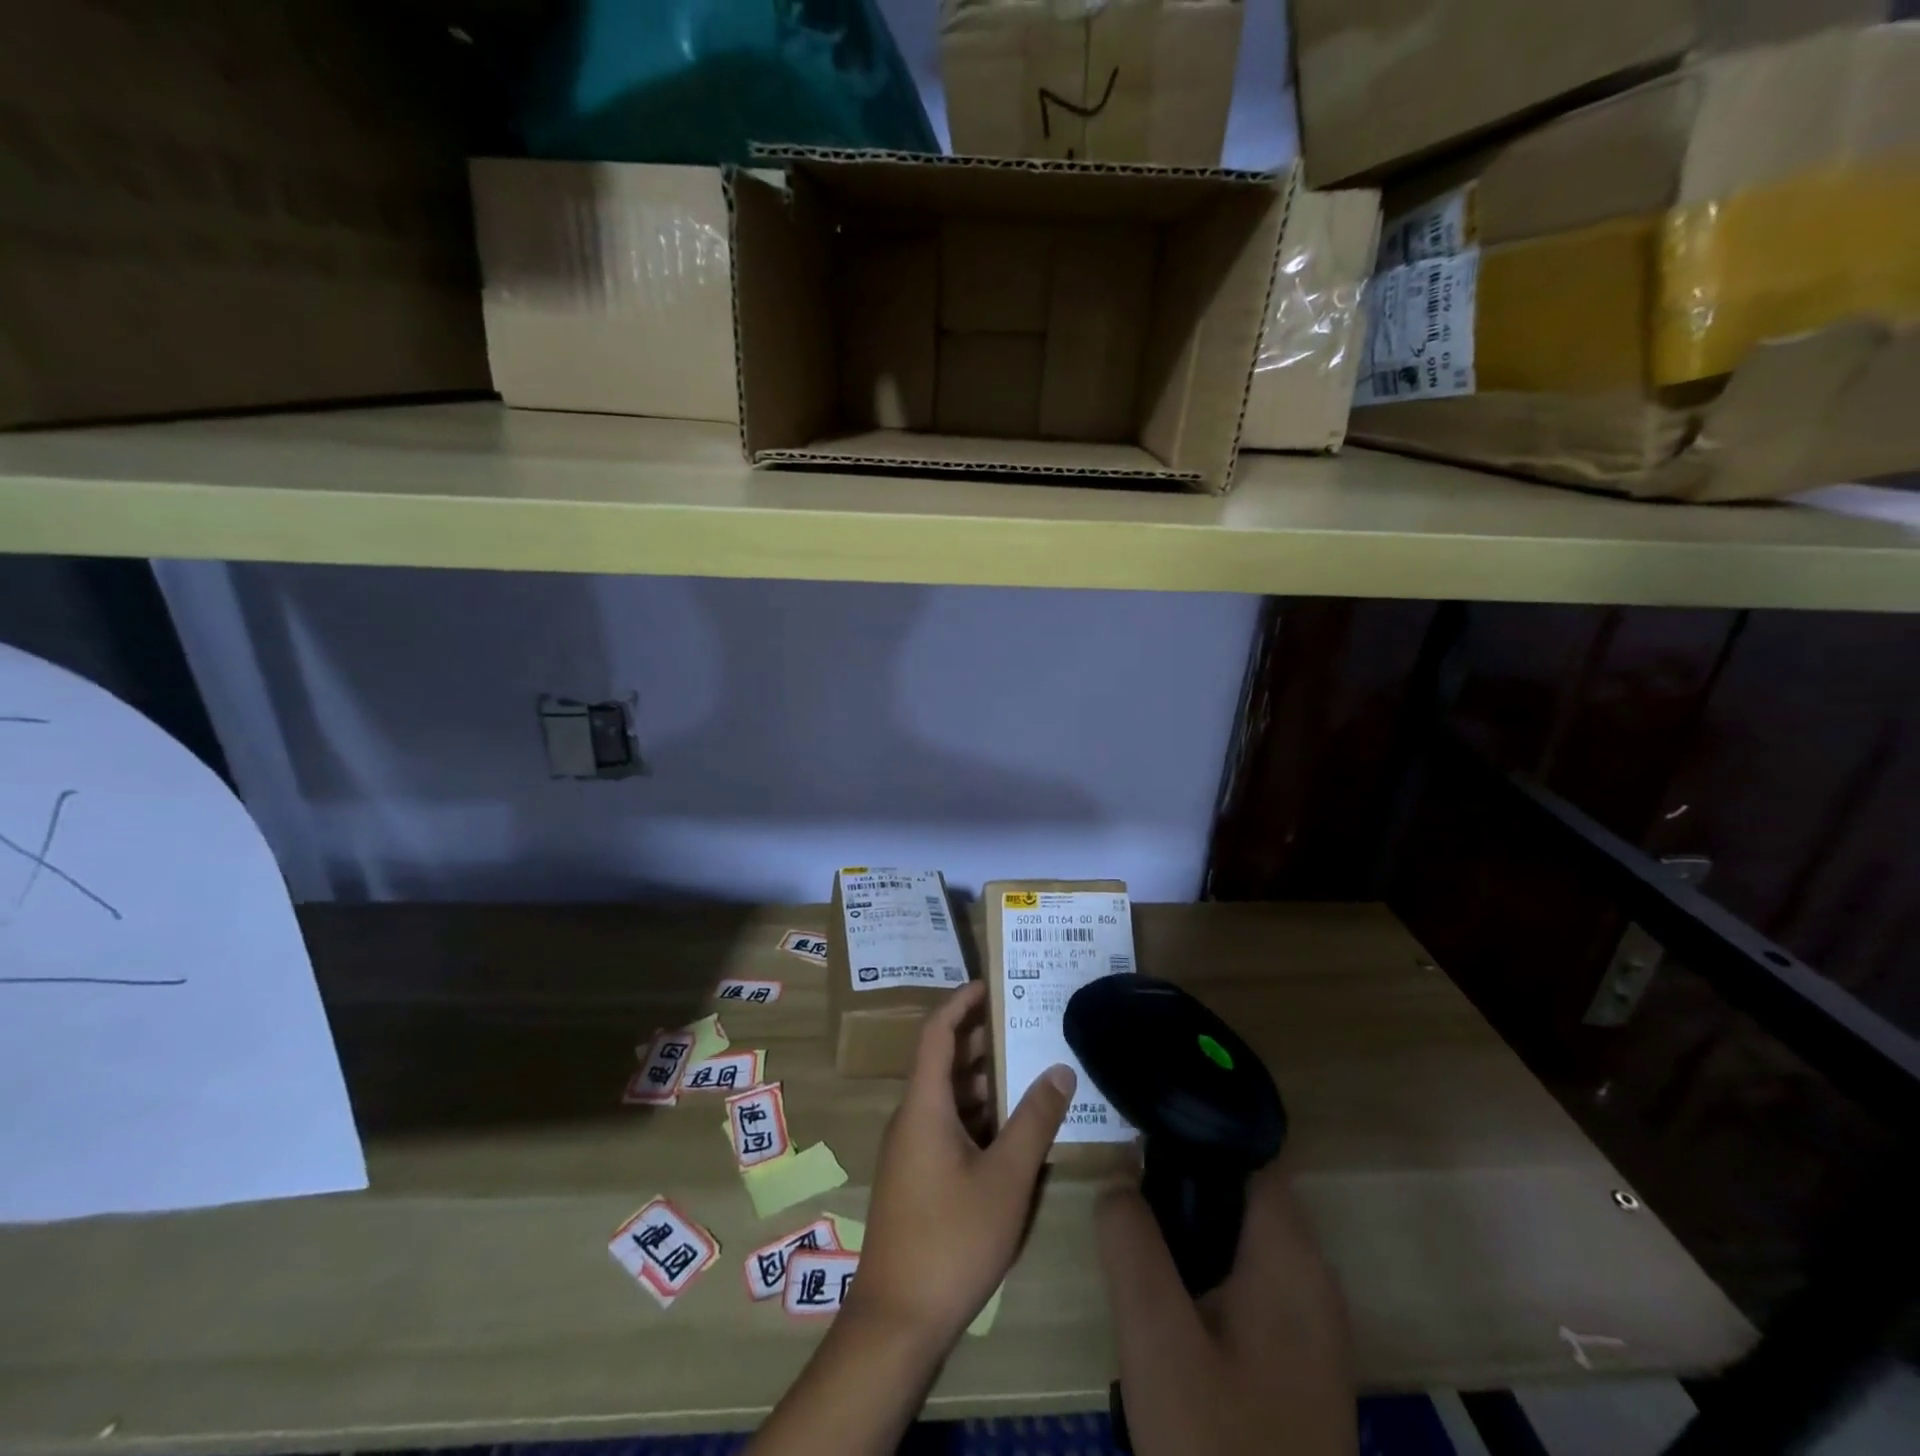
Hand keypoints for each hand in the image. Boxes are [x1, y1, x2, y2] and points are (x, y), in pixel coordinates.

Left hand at [847, 979, 1073, 1350]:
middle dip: (982, 1039)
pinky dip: (978, 1114)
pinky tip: (1013, 1127)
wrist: (897, 1321)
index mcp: (924, 1105)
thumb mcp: (1006, 1179)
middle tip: (1025, 1023)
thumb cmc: (952, 1239)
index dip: (960, 1003)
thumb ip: (1034, 1120)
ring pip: (949, 1097)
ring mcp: (911, 1149)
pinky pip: (948, 1125)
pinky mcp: (917, 1176)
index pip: (936, 1033)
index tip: (990, 984)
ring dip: (984, 1080)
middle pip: (944, 1062)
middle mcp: (912, 1117)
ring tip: (1029, 1067)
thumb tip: (1060, 1068)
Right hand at [1097, 1160, 1354, 1455]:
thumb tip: (1118, 1179)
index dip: (1195, 1131)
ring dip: (1190, 1232)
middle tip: (1124, 1193)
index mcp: (1291, 1256)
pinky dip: (1206, 1273)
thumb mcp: (1155, 1337)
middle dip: (1181, 1184)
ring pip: (1241, 1242)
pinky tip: (1167, 1305)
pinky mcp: (1298, 1363)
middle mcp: (1312, 1279)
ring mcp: (1311, 1326)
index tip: (1140, 1130)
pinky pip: (1247, 1285)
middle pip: (1241, 1194)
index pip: (1248, 1153)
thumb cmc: (1218, 1445)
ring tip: (1135, 1241)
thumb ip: (1131, 1242)